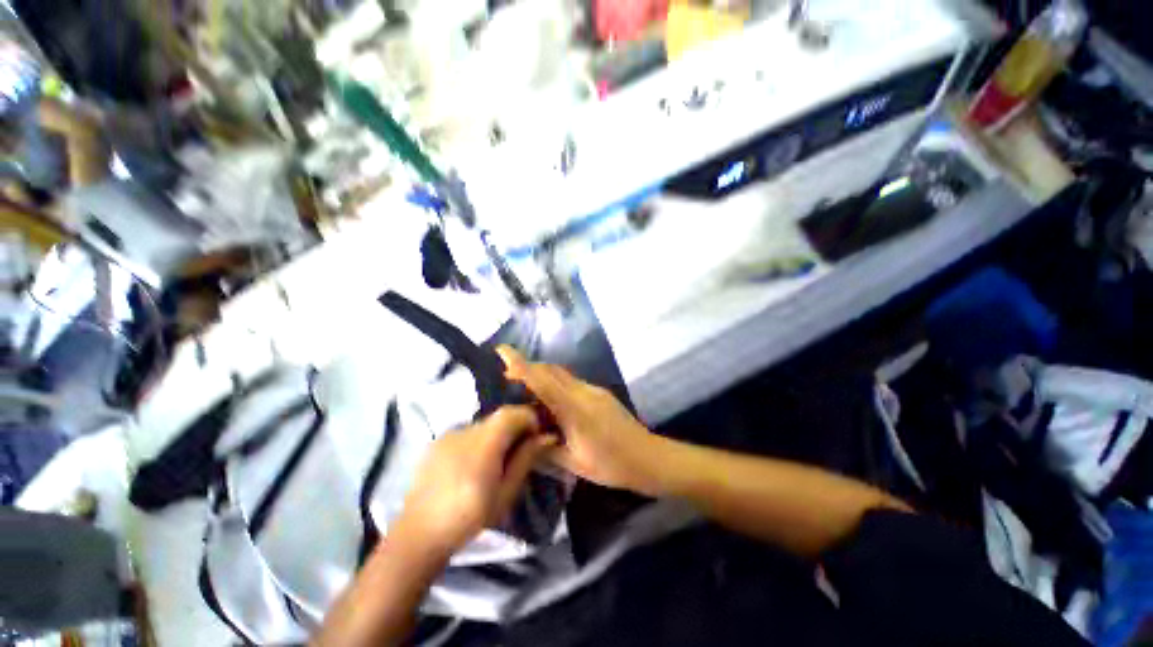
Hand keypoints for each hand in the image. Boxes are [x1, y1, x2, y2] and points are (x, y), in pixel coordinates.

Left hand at [393, 406, 556, 559]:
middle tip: (520, 450)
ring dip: (496, 434)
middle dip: (514, 427)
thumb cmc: (469, 518)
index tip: (536, 436)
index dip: (528, 418)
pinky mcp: (437, 442)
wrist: (419, 534)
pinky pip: (466, 432)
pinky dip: (478, 440)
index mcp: (483, 445)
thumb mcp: (505, 493)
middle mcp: (464, 432)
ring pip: (483, 424)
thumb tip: (547, 436)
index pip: (511, 414)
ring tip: (495, 461)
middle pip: (498, 417)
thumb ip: (526, 459)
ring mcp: (448, 435)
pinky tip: (473, 464)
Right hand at [498, 346, 665, 494]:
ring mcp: (594, 390)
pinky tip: (551, 402)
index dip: (521, 364)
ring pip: (562, 375)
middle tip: (507, 376)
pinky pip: (571, 382)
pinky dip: (555, 384)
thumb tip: (527, 437)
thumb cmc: (612, 464)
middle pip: (551, 371)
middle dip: (528, 368)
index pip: (543, 381)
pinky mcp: (600, 393)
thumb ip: (547, 448)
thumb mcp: (574, 462)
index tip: (502, 351)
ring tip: (525, 389)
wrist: (648, 457)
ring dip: (542, 375)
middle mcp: (583, 392)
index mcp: (575, 409)